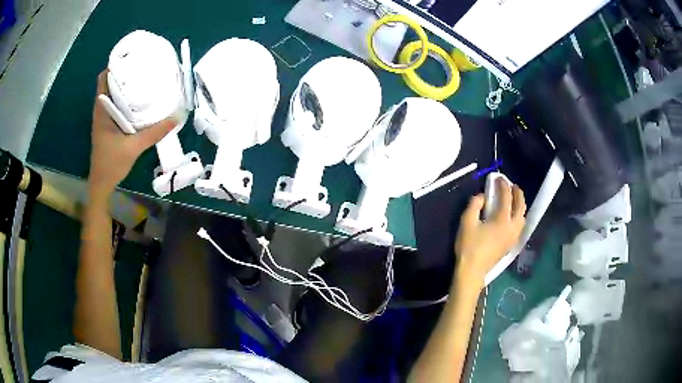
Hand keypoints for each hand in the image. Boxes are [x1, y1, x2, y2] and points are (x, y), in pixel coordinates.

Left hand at [89, 70, 175, 196]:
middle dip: (123, 71)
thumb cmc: (111, 164)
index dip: (114, 64)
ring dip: (124, 85)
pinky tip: (139, 100)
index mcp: (103, 110)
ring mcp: (104, 118)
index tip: (130, 56)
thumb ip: (154, 132)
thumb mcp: (134, 147)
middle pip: (110, 82)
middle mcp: (102, 109)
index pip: (103, 79)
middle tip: (142, 64)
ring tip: (143, 77)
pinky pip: (117, 105)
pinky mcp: (109, 125)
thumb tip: (177, 117)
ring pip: (113, 94)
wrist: (101, 184)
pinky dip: (125, 98)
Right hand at [454, 179, 525, 288]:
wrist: (472, 271)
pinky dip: (518, 215)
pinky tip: (511, 215)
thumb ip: (475, 204)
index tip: (498, 178)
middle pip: (520, 205)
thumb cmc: (469, 246)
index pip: (507, 197)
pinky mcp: (511, 244)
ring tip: (513, 199)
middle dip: (517, 193)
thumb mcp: (467, 222)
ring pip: (523, 216)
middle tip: (511, 185)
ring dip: (520, 204)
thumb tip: (483, 196)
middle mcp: (512, 227)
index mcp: (502, 220)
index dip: (503, 185)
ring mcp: (513, 236)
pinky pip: (520, 225)